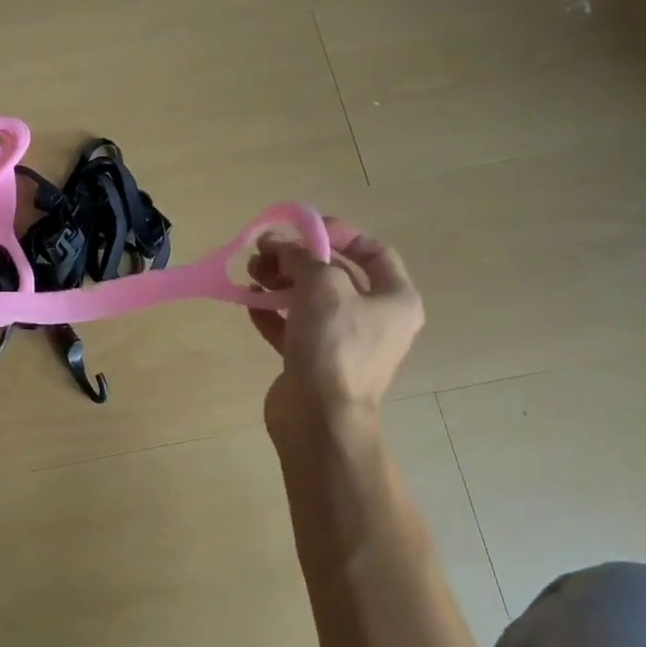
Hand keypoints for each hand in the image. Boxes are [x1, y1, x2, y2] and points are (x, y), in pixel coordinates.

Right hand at [248, 217, 424, 440]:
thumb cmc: (334, 343)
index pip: (373, 251)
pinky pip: (293, 328)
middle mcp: (375, 320)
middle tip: (263, 252)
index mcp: (395, 299)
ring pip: (310, 301)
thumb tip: (280, 246)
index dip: (338, 233)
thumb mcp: (322, 284)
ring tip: (250, 275)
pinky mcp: (315, 363)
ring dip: (280, 282)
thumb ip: (302, 256)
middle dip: (297, 258)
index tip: (302, 229)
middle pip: (334, 275)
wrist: (319, 416)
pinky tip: (250, 304)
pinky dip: (273, 313)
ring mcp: (345, 344)